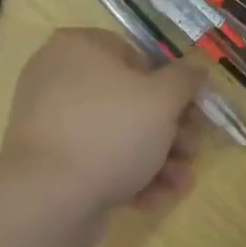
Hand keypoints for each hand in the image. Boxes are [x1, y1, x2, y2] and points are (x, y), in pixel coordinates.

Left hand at [0, 28, 208, 222]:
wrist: (49, 198)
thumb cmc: (111, 131)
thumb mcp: (162, 99)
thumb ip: (185, 79)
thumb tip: (196, 67)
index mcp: (79, 47)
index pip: (137, 56)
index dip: (172, 86)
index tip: (195, 112)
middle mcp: (59, 77)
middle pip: (129, 99)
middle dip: (169, 130)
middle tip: (192, 151)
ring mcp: (51, 121)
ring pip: (116, 133)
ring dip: (156, 158)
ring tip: (180, 182)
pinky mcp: (49, 161)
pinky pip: (95, 159)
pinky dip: (126, 175)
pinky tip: (153, 199)